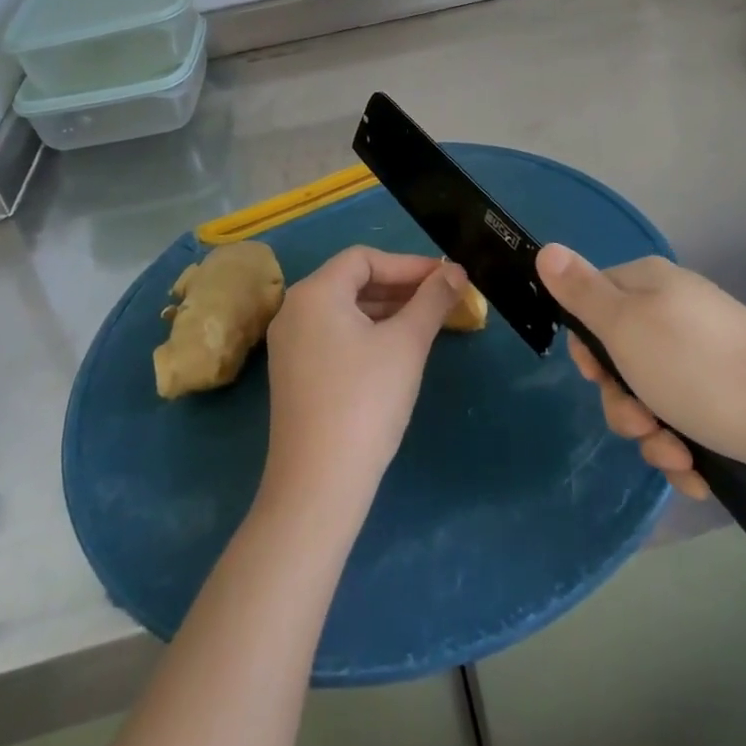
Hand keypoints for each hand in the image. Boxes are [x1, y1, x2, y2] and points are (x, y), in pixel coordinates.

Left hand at [260, 247, 464, 512]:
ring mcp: (289, 345)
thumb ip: (433, 299)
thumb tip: (456, 270)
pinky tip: (397, 350)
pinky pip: (335, 335)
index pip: (365, 258)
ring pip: (345, 310)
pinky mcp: (294, 374)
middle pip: (353, 281)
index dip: (408, 264)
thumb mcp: (407, 344)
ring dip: (387, 310)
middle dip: (400, 287)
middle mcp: (294, 310)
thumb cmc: (366, 401)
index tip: (446, 278)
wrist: (318, 486)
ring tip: (428, 322)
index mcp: (315, 293)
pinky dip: (367, 333)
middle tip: (442, 298)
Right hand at [538, 246, 745, 495]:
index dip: (588, 345)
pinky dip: (686, 450)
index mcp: (650, 285)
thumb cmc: (702, 369)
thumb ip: (581, 292)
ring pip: (652, 398)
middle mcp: (677, 313)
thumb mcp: (626, 327)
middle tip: (642, 422)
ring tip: (678, 458)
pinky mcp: (730, 396)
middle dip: (624, 403)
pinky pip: (687, 422)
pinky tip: (698, 472)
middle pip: (621, 358)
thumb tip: (545, 249)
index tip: (597, 375)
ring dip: (654, 436)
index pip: (593, 301)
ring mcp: (706, 356)